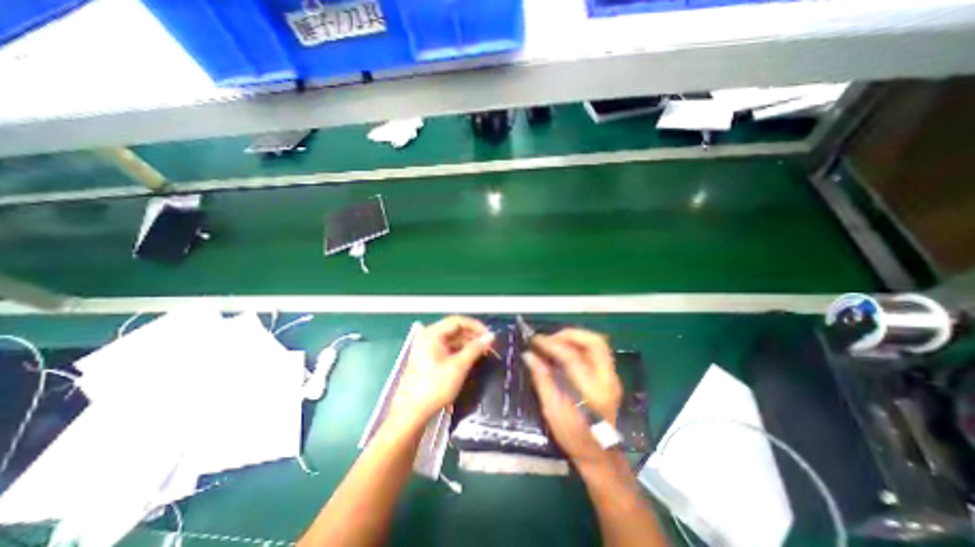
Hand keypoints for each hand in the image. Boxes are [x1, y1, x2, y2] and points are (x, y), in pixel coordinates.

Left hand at [390, 316, 494, 431]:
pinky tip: (471, 358)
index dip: (476, 326)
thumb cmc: (434, 387)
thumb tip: (491, 336)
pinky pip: (448, 348)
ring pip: (452, 339)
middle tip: (489, 345)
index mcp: (432, 334)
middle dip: (473, 335)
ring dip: (468, 343)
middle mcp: (428, 336)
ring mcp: (427, 347)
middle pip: (455, 329)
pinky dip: (460, 351)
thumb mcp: (458, 366)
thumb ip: (475, 348)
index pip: (458, 321)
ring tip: (483, 352)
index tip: (490, 335)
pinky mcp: (428, 357)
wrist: (411, 413)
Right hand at [526, 328, 624, 467]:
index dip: (551, 345)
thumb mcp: (552, 410)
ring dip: (575, 338)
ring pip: (597, 344)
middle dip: (570, 334)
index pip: (572, 357)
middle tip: (549, 338)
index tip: (534, 340)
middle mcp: (607, 379)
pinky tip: (565, 351)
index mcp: (593, 392)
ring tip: (555, 342)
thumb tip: (528, 355)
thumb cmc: (574, 438)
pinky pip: (596, 351)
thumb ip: (542, 379)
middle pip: (594, 342)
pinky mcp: (610, 377)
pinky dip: (579, 345)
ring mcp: (612, 377)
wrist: (600, 456)